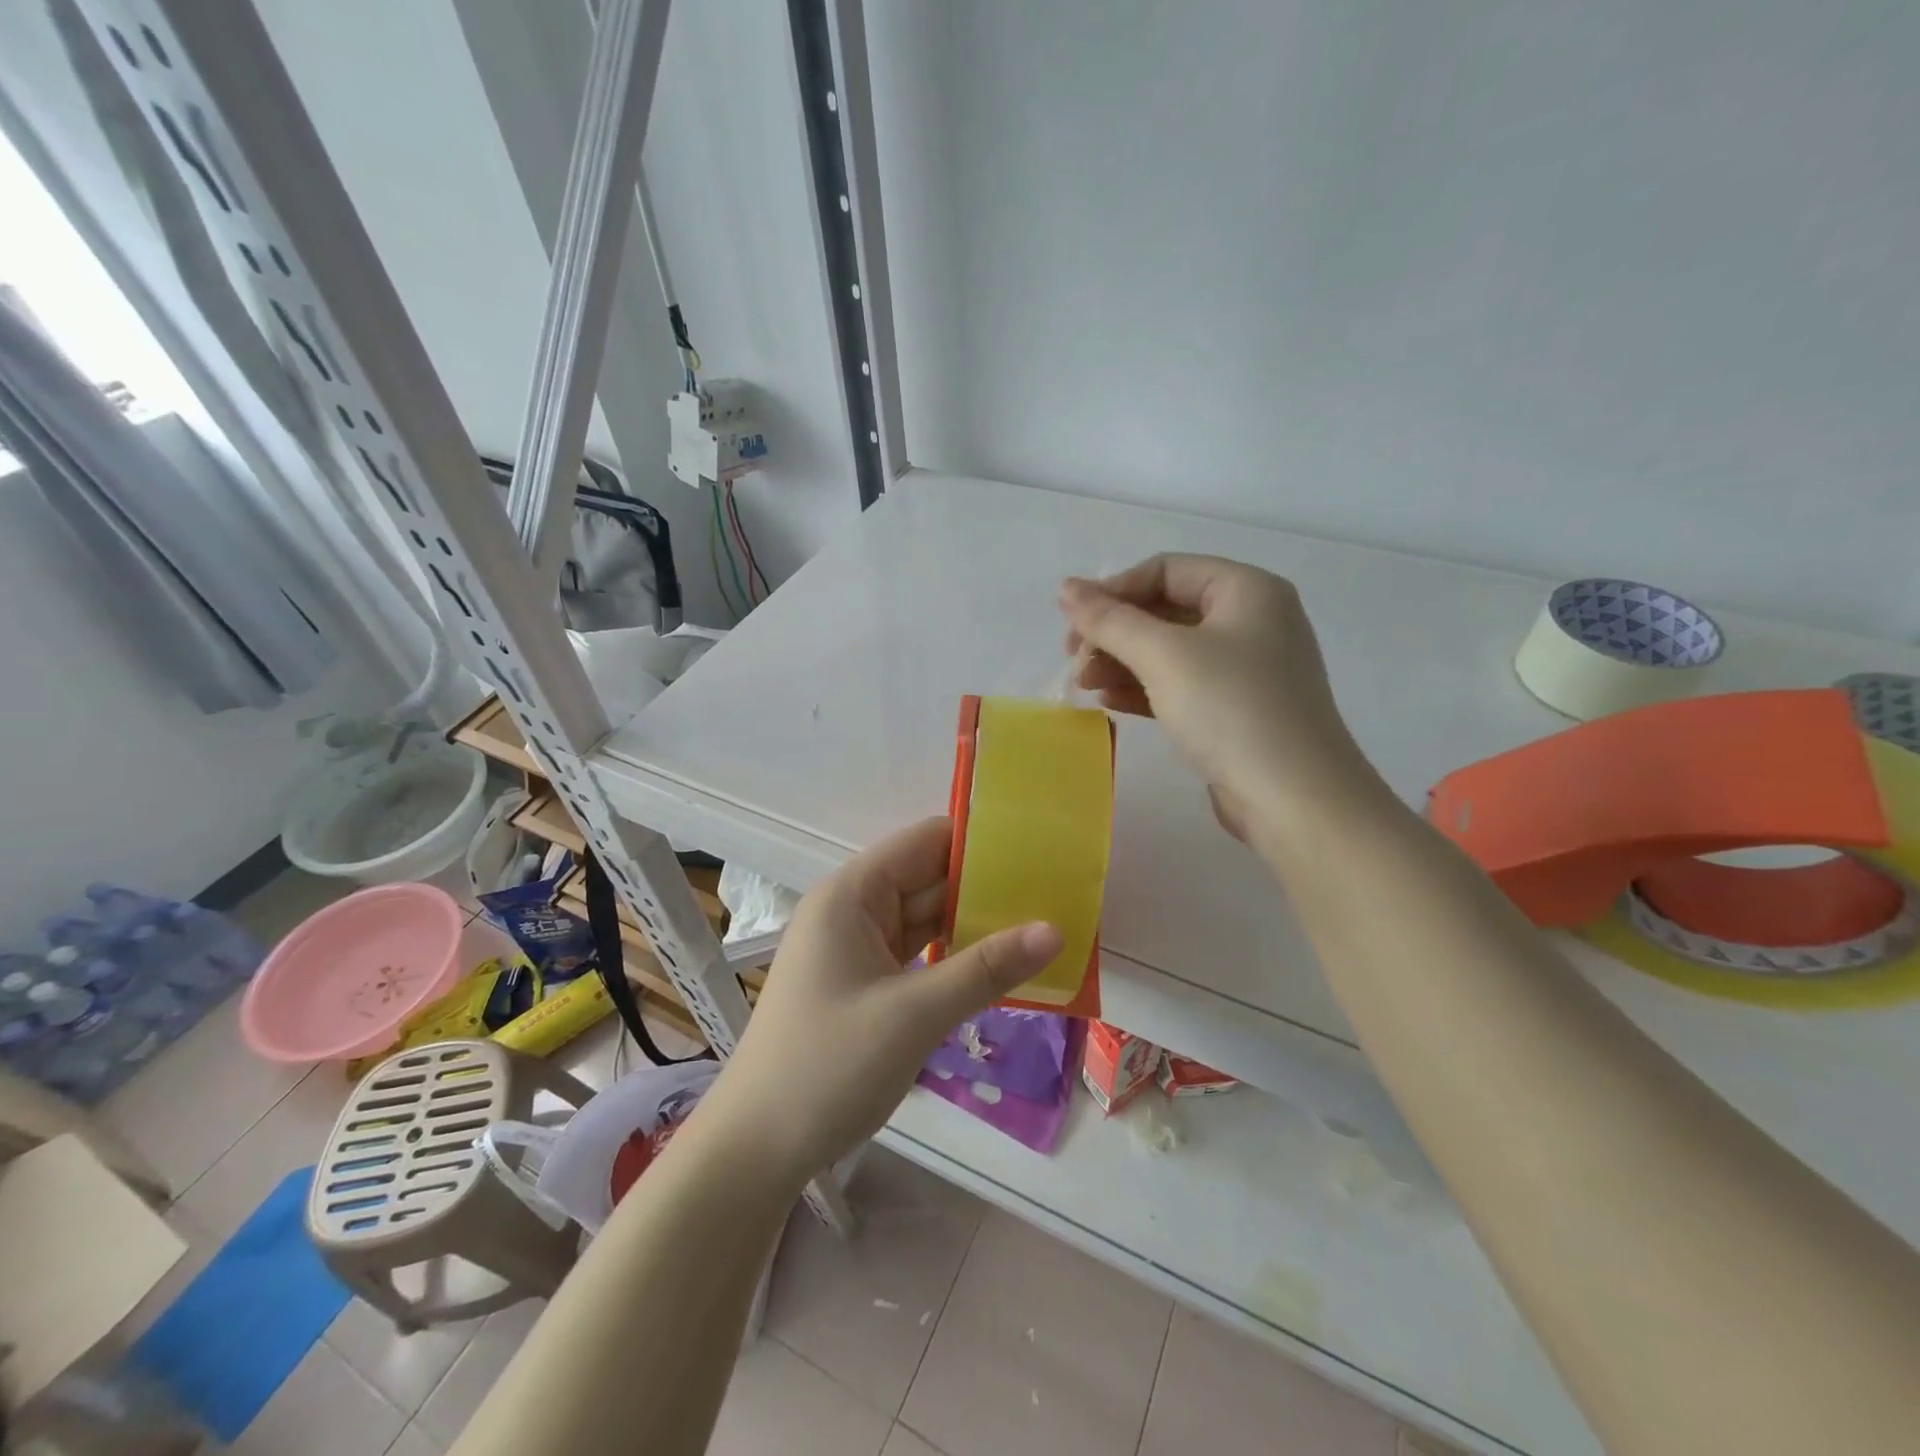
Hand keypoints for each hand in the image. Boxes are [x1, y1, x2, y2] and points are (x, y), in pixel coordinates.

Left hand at [692, 818, 1061, 1189]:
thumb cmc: (829, 1066)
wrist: (757, 1148)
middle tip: (1057, 891)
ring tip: (1042, 922)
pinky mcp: (864, 982)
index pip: (925, 842)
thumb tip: (1055, 930)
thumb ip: (986, 969)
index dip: (980, 841)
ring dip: (975, 924)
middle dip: (987, 886)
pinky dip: (954, 957)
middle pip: (929, 878)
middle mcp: (853, 909)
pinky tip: (1000, 964)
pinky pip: (917, 954)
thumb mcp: (915, 1014)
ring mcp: (857, 947)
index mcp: (852, 894)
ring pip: (926, 919)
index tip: (1040, 849)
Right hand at [1058, 554, 1376, 838]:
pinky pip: (1181, 685)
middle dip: (1115, 632)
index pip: (1166, 570)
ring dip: (1122, 662)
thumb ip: (1110, 619)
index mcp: (1247, 590)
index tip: (1072, 623)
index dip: (1113, 590)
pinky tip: (1109, 703)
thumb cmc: (1231, 710)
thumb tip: (1066, 587)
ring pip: (1170, 651)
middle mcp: (1252, 621)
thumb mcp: (1164, 656)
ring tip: (1084, 684)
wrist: (1294, 799)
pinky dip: (1144, 688)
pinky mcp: (1237, 710)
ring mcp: (1247, 669)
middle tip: (1074, 659)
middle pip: (1165, 609)